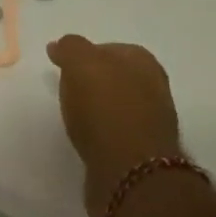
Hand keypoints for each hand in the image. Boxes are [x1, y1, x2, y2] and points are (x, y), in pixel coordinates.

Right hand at [47, 35, 185, 216]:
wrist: (130, 171)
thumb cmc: (106, 109)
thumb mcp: (82, 64)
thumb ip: (71, 48)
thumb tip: (61, 45)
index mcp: (144, 63)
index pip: (113, 49)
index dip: (87, 54)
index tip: (63, 65)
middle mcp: (153, 89)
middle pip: (117, 77)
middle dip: (94, 80)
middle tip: (67, 88)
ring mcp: (150, 122)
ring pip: (118, 105)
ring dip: (98, 107)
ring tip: (74, 115)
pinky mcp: (141, 152)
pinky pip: (116, 132)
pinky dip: (101, 132)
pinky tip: (86, 137)